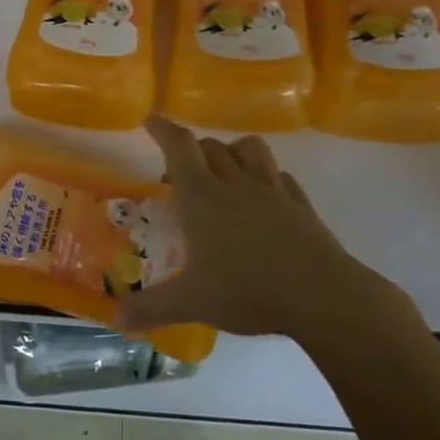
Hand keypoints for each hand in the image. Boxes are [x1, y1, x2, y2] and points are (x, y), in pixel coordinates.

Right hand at [116, 118, 409, 339]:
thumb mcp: (191, 302)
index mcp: (202, 197)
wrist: (323, 296)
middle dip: (192, 149)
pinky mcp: (301, 206)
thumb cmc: (248, 290)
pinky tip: (264, 197)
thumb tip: (117, 320)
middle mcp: (235, 184)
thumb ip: (151, 308)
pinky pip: (281, 177)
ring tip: (223, 171)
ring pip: (250, 150)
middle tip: (179, 170)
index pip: (179, 146)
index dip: (163, 129)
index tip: (150, 119)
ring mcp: (273, 192)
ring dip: (232, 151)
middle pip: (211, 146)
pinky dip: (267, 177)